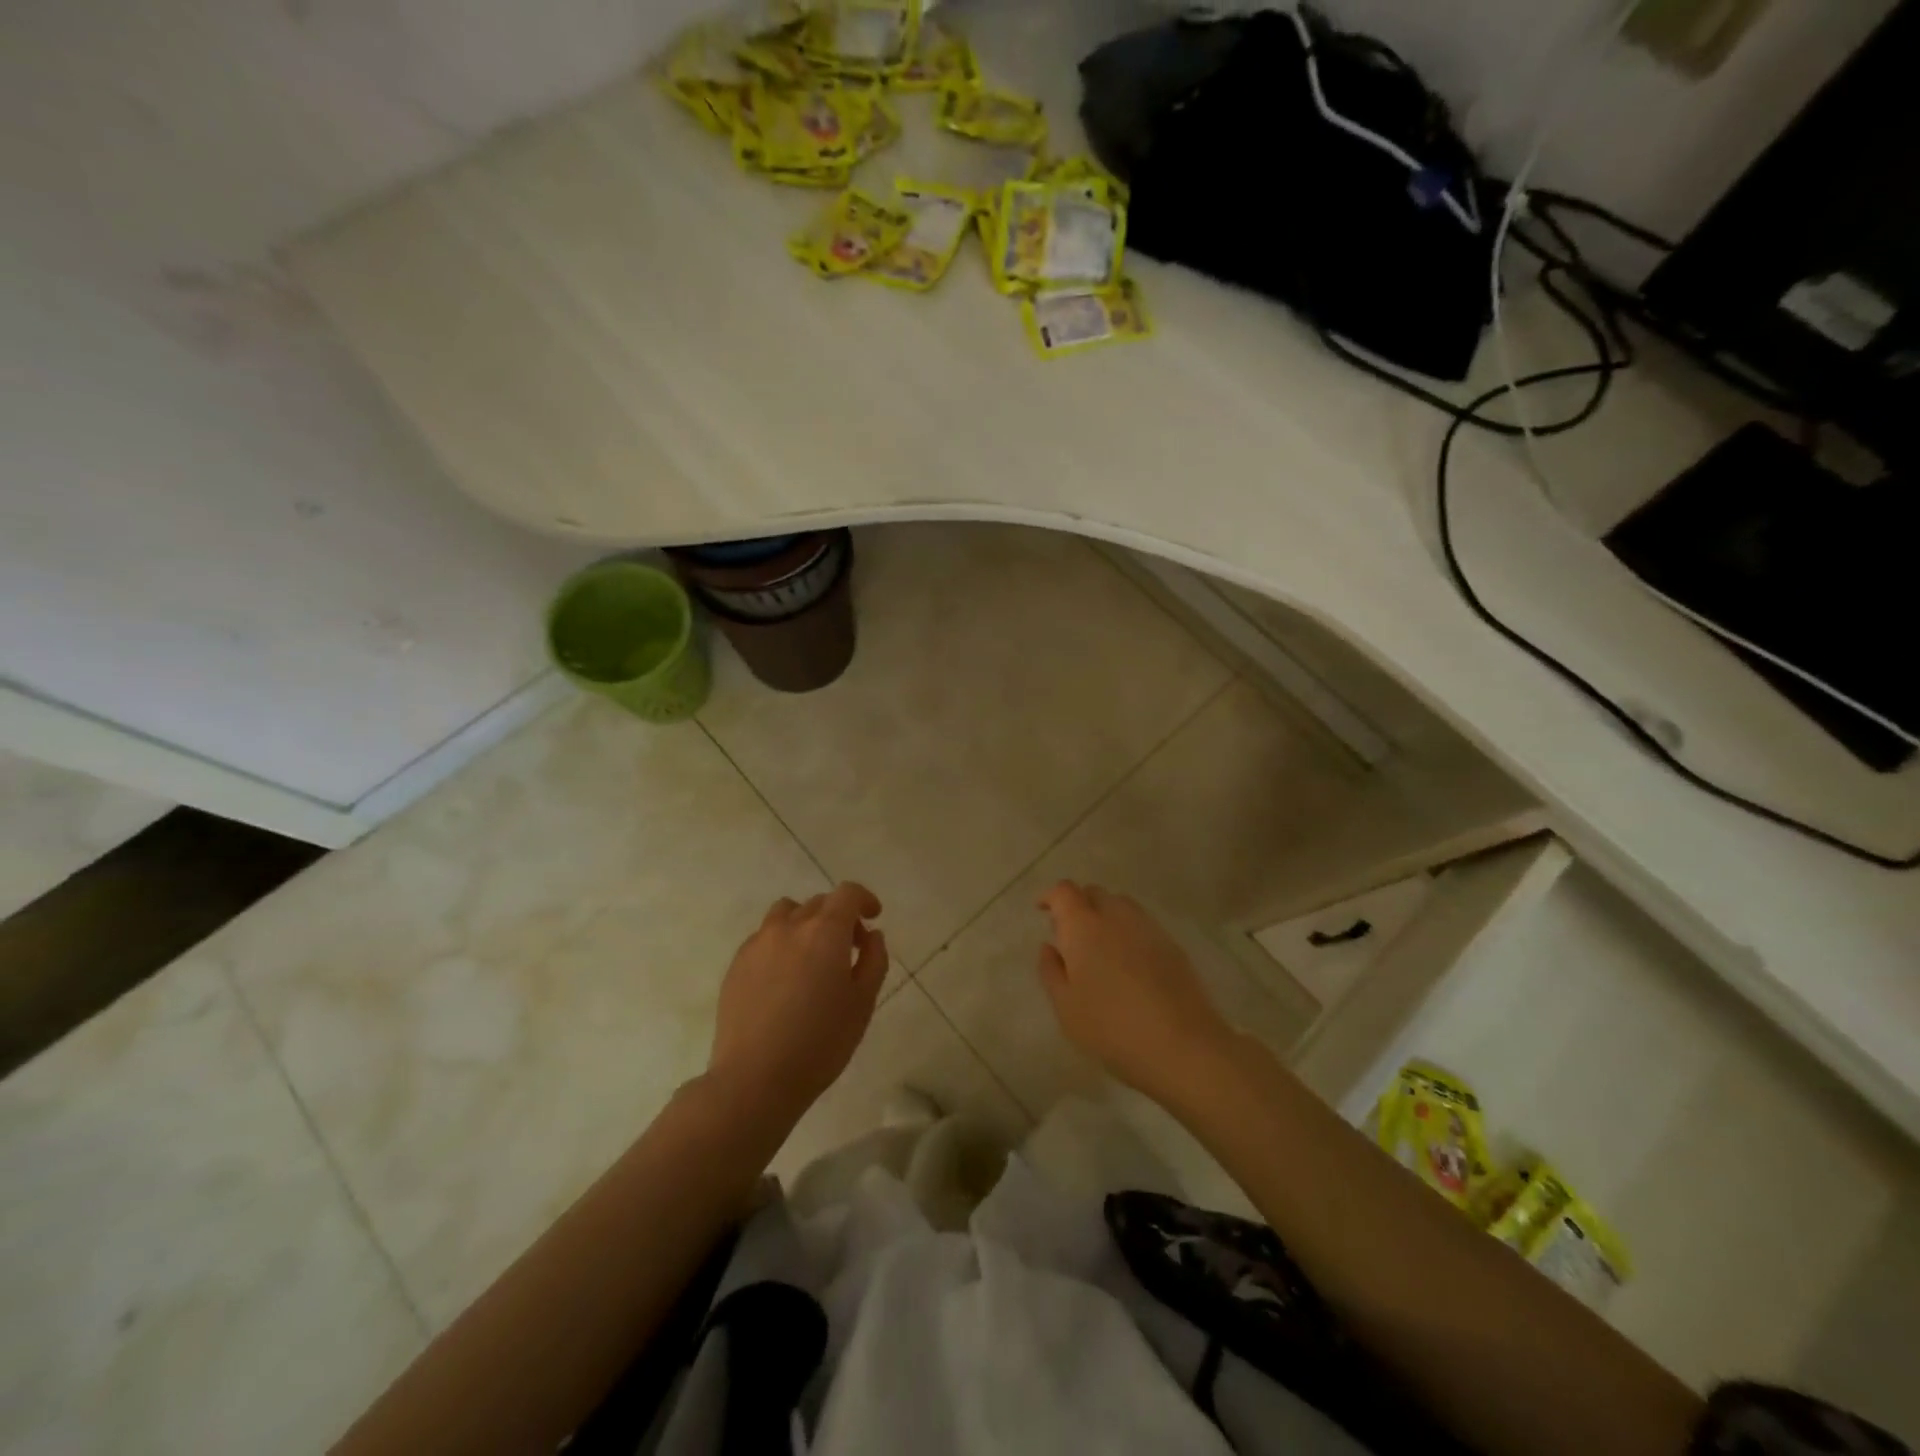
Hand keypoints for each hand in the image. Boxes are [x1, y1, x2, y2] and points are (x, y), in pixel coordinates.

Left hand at [707, 883, 888, 1128]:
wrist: (755, 1078)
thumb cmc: (820, 1042)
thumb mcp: (863, 1003)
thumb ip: (874, 961)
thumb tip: (872, 936)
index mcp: (825, 931)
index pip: (847, 893)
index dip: (864, 899)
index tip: (873, 917)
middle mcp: (789, 926)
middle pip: (818, 903)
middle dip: (839, 917)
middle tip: (849, 949)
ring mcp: (758, 943)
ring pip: (786, 913)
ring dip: (806, 923)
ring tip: (812, 956)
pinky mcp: (736, 964)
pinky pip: (764, 938)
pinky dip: (781, 943)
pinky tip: (784, 979)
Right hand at [1036, 881, 1232, 1104]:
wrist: (1182, 1045)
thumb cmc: (1111, 1028)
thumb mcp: (1066, 1007)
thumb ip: (1051, 971)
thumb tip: (1049, 947)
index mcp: (1084, 926)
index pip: (1064, 891)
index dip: (1051, 896)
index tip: (1042, 910)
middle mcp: (1116, 916)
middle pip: (1094, 893)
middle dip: (1078, 904)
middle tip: (1070, 934)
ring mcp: (1148, 928)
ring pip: (1121, 906)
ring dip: (1105, 915)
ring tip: (1099, 948)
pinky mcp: (1172, 945)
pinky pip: (1142, 925)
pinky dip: (1128, 932)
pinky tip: (1128, 964)